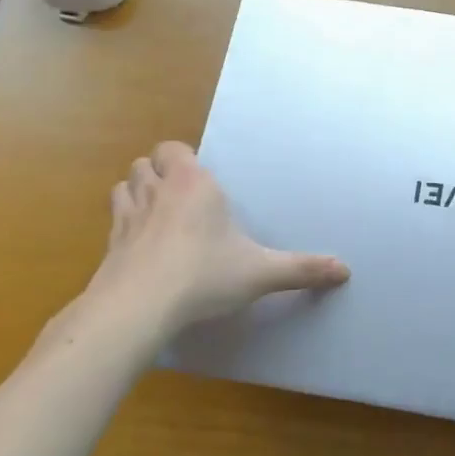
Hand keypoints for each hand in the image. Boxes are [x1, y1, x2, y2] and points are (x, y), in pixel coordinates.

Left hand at [91, 141, 349, 331]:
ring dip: (137, 193)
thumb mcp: (260, 273)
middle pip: (145, 162)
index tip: (198, 179)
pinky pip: (113, 222)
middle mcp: (156, 190)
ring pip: (124, 185)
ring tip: (156, 214)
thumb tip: (345, 270)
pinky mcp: (110, 245)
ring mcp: (127, 216)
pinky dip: (123, 226)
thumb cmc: (204, 276)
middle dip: (158, 172)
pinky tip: (140, 248)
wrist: (138, 307)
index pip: (173, 148)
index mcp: (192, 184)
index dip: (181, 158)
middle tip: (180, 195)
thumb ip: (301, 269)